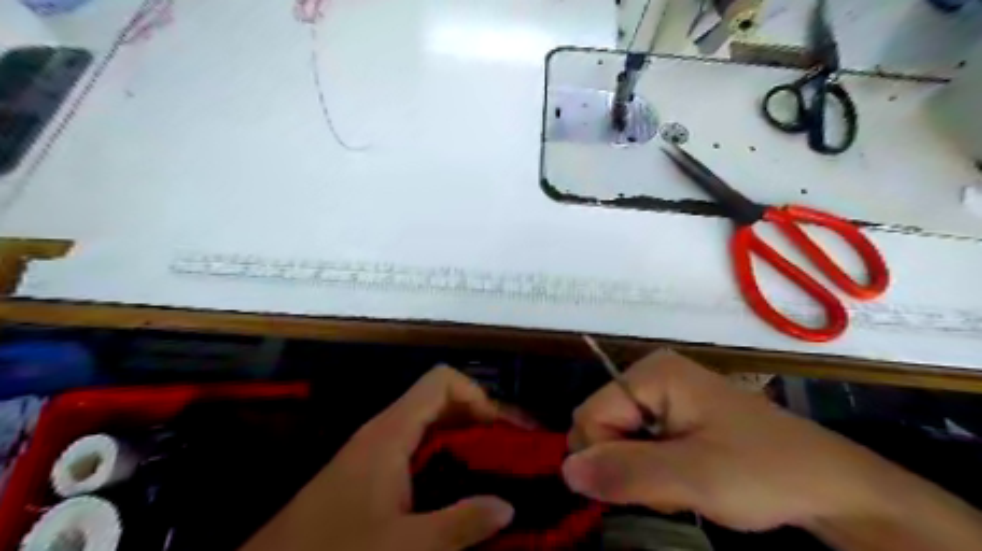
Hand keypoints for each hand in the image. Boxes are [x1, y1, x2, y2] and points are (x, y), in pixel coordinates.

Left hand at [240, 366, 513, 550]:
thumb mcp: (403, 546)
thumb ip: (460, 524)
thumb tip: (509, 505)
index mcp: (391, 432)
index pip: (442, 382)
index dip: (478, 396)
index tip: (504, 433)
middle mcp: (386, 431)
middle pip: (442, 401)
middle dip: (482, 421)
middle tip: (515, 452)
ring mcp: (377, 450)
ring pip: (432, 427)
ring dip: (467, 441)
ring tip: (499, 469)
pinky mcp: (372, 472)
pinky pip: (420, 450)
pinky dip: (448, 459)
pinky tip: (463, 489)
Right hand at [560, 352, 896, 530]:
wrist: (828, 485)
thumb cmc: (764, 472)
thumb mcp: (693, 477)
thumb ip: (626, 472)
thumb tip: (564, 471)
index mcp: (651, 373)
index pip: (591, 416)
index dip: (605, 458)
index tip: (646, 488)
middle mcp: (651, 375)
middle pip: (602, 425)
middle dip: (624, 466)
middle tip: (669, 489)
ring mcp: (663, 394)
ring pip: (618, 439)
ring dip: (639, 473)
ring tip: (682, 486)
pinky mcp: (674, 413)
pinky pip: (638, 442)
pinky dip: (652, 469)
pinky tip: (683, 479)